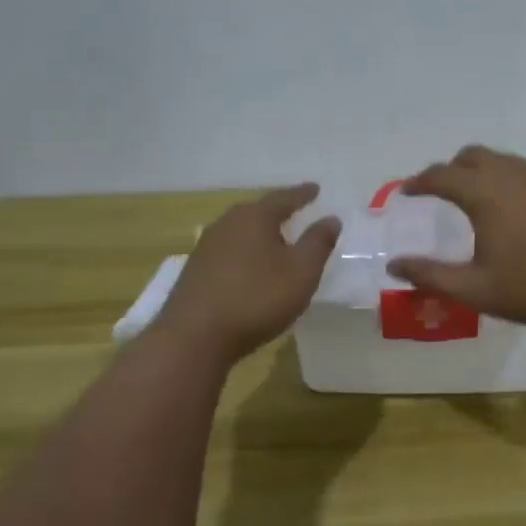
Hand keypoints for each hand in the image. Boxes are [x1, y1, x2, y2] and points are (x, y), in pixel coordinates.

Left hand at [157, 183, 340, 359]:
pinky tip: (250, 267)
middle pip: (257, 212)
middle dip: (277, 211)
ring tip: (275, 239)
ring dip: (259, 233)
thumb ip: (318, 243)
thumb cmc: (257, 298)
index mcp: (254, 218)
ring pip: (240, 231)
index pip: (283, 198)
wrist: (195, 337)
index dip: (302, 194)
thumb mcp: (302, 272)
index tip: (316, 189)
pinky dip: (245, 253)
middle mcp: (227, 224)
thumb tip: (331, 219)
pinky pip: (228, 251)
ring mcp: (206, 247)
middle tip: (295, 212)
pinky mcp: (195, 271)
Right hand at [386, 146, 525, 326]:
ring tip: (483, 200)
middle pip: (472, 156)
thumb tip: (394, 265)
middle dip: (452, 169)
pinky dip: (515, 181)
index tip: (407, 192)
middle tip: (443, 191)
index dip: (419, 182)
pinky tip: (524, 210)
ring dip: (485, 172)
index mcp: (484, 194)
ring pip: (505, 161)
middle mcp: (512, 174)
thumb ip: (431, 275)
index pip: (440, 176)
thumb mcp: (476, 289)